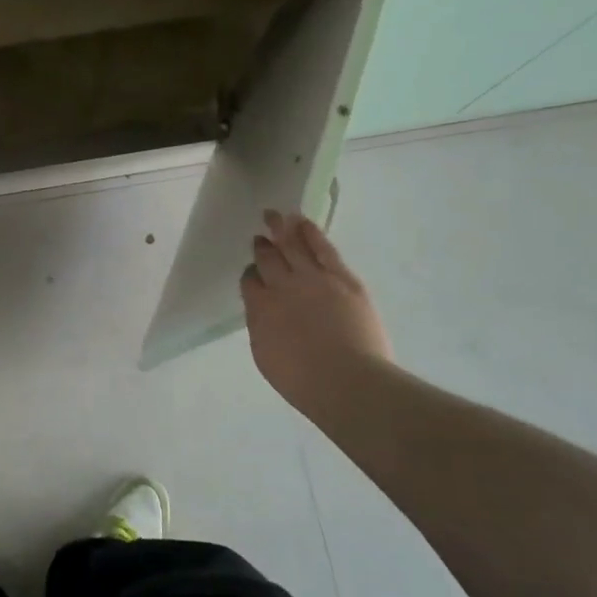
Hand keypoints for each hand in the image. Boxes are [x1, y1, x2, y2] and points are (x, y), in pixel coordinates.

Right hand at [240, 210, 392, 412]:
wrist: (346, 381)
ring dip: (281, 228)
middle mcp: (282, 286)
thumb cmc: (303, 381)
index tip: (254, 272)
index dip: (251, 273)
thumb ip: (261, 327)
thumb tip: (262, 312)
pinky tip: (303, 222)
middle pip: (268, 258)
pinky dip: (310, 232)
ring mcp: (313, 278)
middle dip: (262, 245)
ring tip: (275, 215)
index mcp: (260, 308)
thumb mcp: (266, 357)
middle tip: (260, 235)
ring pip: (292, 245)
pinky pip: (323, 248)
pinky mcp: (342, 277)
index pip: (250, 281)